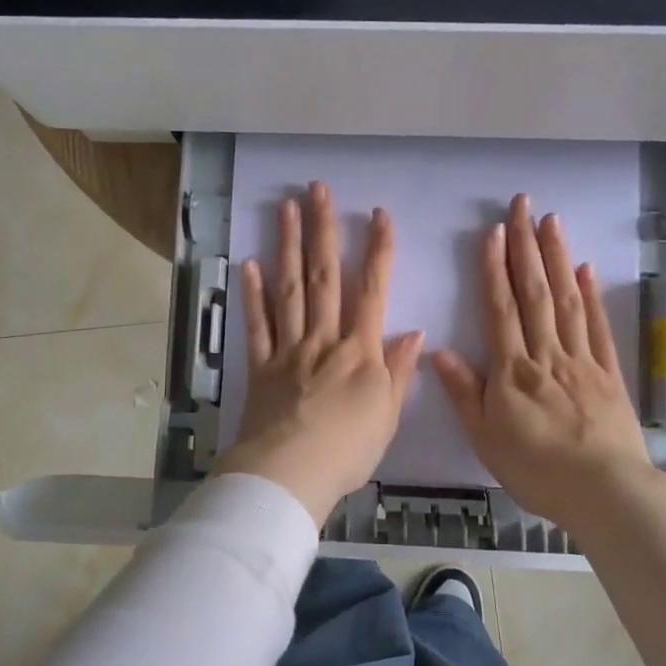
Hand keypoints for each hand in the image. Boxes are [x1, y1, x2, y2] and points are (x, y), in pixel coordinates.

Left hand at [213, 181, 424, 525]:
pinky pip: (257, 324)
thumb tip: (415, 332)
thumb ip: (399, 371)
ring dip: (288, 246)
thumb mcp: (387, 415)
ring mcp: (287, 349)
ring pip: (289, 289)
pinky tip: (250, 263)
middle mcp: (323, 339)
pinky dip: (252, 294)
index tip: (379, 215)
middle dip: (323, 230)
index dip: (378, 251)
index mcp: (358, 352)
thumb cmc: (347, 451)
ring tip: (286, 208)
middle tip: (318, 189)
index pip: (372, 291)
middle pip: (324, 277)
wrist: (289, 476)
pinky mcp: (260, 365)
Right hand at [432, 194, 665, 533]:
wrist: (606, 493)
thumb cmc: (537, 470)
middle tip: (523, 205)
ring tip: (552, 222)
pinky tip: (587, 269)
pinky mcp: (609, 374)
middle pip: (535, 293)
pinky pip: (598, 328)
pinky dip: (592, 296)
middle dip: (526, 247)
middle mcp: (546, 355)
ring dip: (558, 258)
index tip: (492, 231)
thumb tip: (440, 351)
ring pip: (567, 301)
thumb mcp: (486, 438)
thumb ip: (464, 392)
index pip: (501, 309)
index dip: (494, 268)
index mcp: (513, 371)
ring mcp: (582, 361)